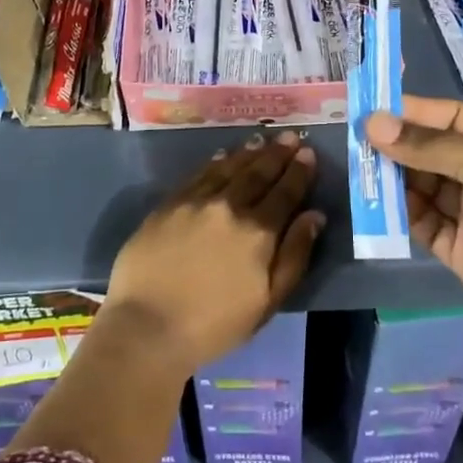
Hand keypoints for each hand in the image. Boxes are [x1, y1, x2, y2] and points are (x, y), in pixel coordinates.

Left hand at [103, 130, 324, 375]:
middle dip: (277, 154)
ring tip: (262, 139)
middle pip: (258, 173)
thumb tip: (315, 216)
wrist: (148, 325)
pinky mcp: (169, 204)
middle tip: (290, 137)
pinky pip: (199, 174)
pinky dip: (215, 162)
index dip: (299, 171)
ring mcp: (196, 201)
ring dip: (249, 152)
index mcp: (258, 231)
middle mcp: (229, 206)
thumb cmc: (215, 324)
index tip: (308, 152)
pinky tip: (223, 155)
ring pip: (229, 167)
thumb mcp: (268, 301)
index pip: (285, 192)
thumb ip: (294, 255)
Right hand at [364, 96, 462, 368]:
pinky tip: (376, 201)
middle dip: (400, 144)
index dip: (416, 112)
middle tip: (357, 138)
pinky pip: (423, 221)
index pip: (455, 117)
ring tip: (361, 166)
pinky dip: (401, 211)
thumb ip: (428, 145)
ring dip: (395, 176)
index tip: (373, 109)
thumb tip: (372, 123)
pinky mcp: (458, 248)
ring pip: (424, 185)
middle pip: (435, 151)